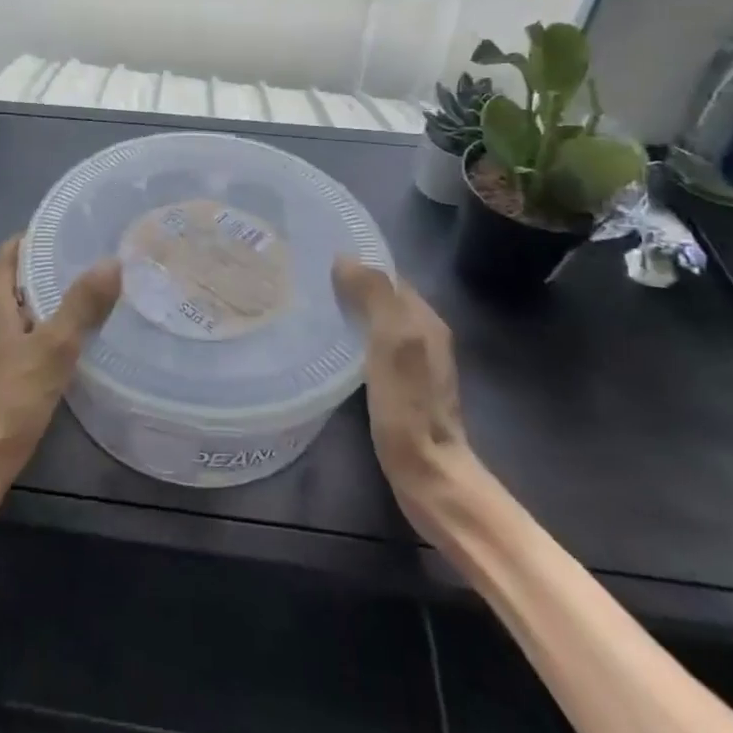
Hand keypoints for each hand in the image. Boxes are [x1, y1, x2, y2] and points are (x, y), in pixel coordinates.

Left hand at [0, 235, 120, 512]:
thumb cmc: (11, 399)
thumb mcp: (53, 348)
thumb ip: (81, 305)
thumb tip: (111, 261)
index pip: (6, 255)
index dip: (31, 239)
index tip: (65, 232)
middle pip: (12, 282)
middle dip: (44, 269)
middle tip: (86, 264)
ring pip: (17, 314)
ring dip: (45, 303)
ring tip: (85, 300)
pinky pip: (20, 342)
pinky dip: (42, 333)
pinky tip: (69, 348)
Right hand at [332, 258, 471, 502]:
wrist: (428, 474)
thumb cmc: (408, 405)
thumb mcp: (392, 341)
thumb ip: (374, 296)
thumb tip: (344, 258)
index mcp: (425, 318)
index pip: (388, 275)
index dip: (357, 263)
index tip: (316, 258)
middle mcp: (424, 335)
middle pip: (382, 297)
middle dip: (349, 285)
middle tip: (304, 281)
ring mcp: (414, 364)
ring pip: (376, 321)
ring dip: (349, 311)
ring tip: (308, 306)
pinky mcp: (400, 388)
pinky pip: (371, 346)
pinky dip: (352, 337)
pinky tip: (327, 345)